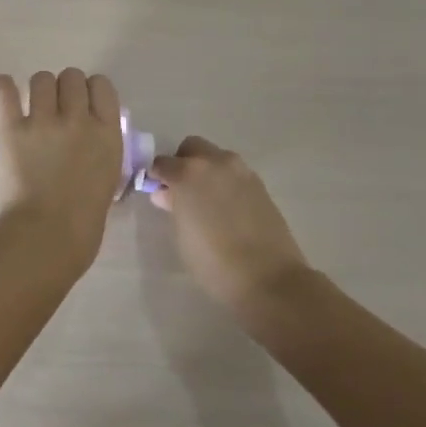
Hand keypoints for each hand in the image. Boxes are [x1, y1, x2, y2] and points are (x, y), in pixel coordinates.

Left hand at [0, 68, 124, 271]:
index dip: (92, 90)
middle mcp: (77, 119)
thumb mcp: (108, 182)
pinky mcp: (11, 130)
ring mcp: (43, 122)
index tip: (85, 102)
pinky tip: (5, 88)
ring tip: (34, 105)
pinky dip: (5, 88)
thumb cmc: (83, 225)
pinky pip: (6, 94)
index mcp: (107, 134)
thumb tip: (90, 143)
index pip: (102, 86)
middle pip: (72, 76)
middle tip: (58, 107)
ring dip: (39, 89)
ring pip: (41, 79)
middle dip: (65, 88)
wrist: (44, 240)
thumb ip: (100, 153)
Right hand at [150, 137, 310, 314]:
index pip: (162, 163)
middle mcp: (215, 163)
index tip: (157, 192)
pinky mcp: (260, 184)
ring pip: (216, 158)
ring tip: (206, 201)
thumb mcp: (182, 235)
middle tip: (181, 191)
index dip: (156, 177)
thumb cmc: (214, 262)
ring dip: (206, 170)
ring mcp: (241, 171)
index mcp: (188, 173)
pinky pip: (234, 173)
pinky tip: (227, 208)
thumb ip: (173, 206)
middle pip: (192, 147)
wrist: (268, 279)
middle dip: (183, 163)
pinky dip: (225, 182)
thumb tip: (166, 194)